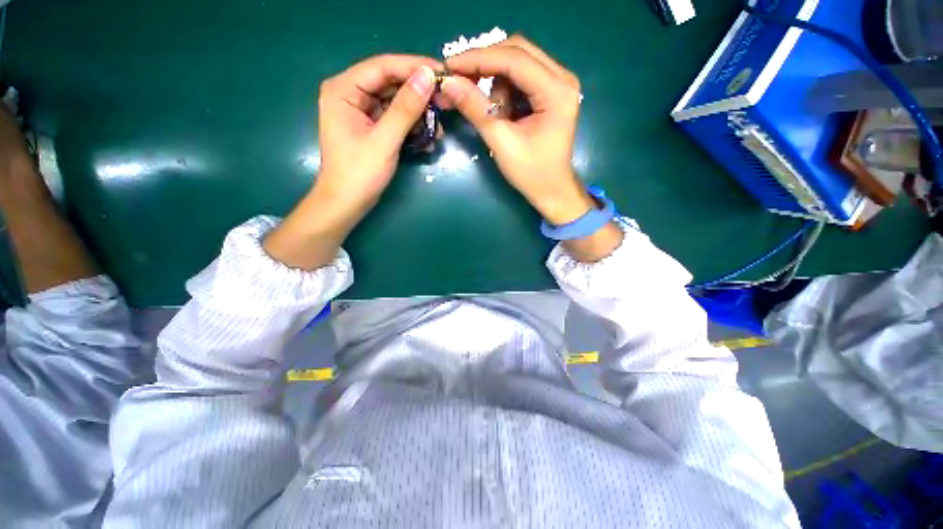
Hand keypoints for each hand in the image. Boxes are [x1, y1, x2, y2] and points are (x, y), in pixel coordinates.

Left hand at [264, 54, 440, 269]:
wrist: (347, 203)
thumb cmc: (359, 174)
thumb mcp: (384, 140)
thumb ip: (405, 108)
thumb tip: (428, 77)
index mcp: (344, 89)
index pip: (383, 67)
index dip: (414, 67)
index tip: (443, 72)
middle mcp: (350, 93)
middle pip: (390, 82)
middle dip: (419, 92)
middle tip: (447, 99)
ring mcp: (361, 111)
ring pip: (395, 101)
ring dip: (419, 112)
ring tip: (440, 125)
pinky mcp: (371, 126)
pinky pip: (395, 118)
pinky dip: (412, 125)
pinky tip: (428, 136)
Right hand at [441, 36, 594, 224]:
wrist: (552, 190)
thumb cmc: (531, 173)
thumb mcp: (501, 142)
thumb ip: (476, 109)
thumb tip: (448, 83)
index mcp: (557, 90)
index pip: (514, 59)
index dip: (478, 59)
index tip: (449, 66)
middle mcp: (562, 78)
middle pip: (517, 52)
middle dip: (485, 65)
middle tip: (459, 80)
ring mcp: (558, 84)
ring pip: (517, 64)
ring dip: (495, 83)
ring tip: (486, 112)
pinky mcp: (550, 93)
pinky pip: (521, 79)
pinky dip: (503, 91)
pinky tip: (499, 112)